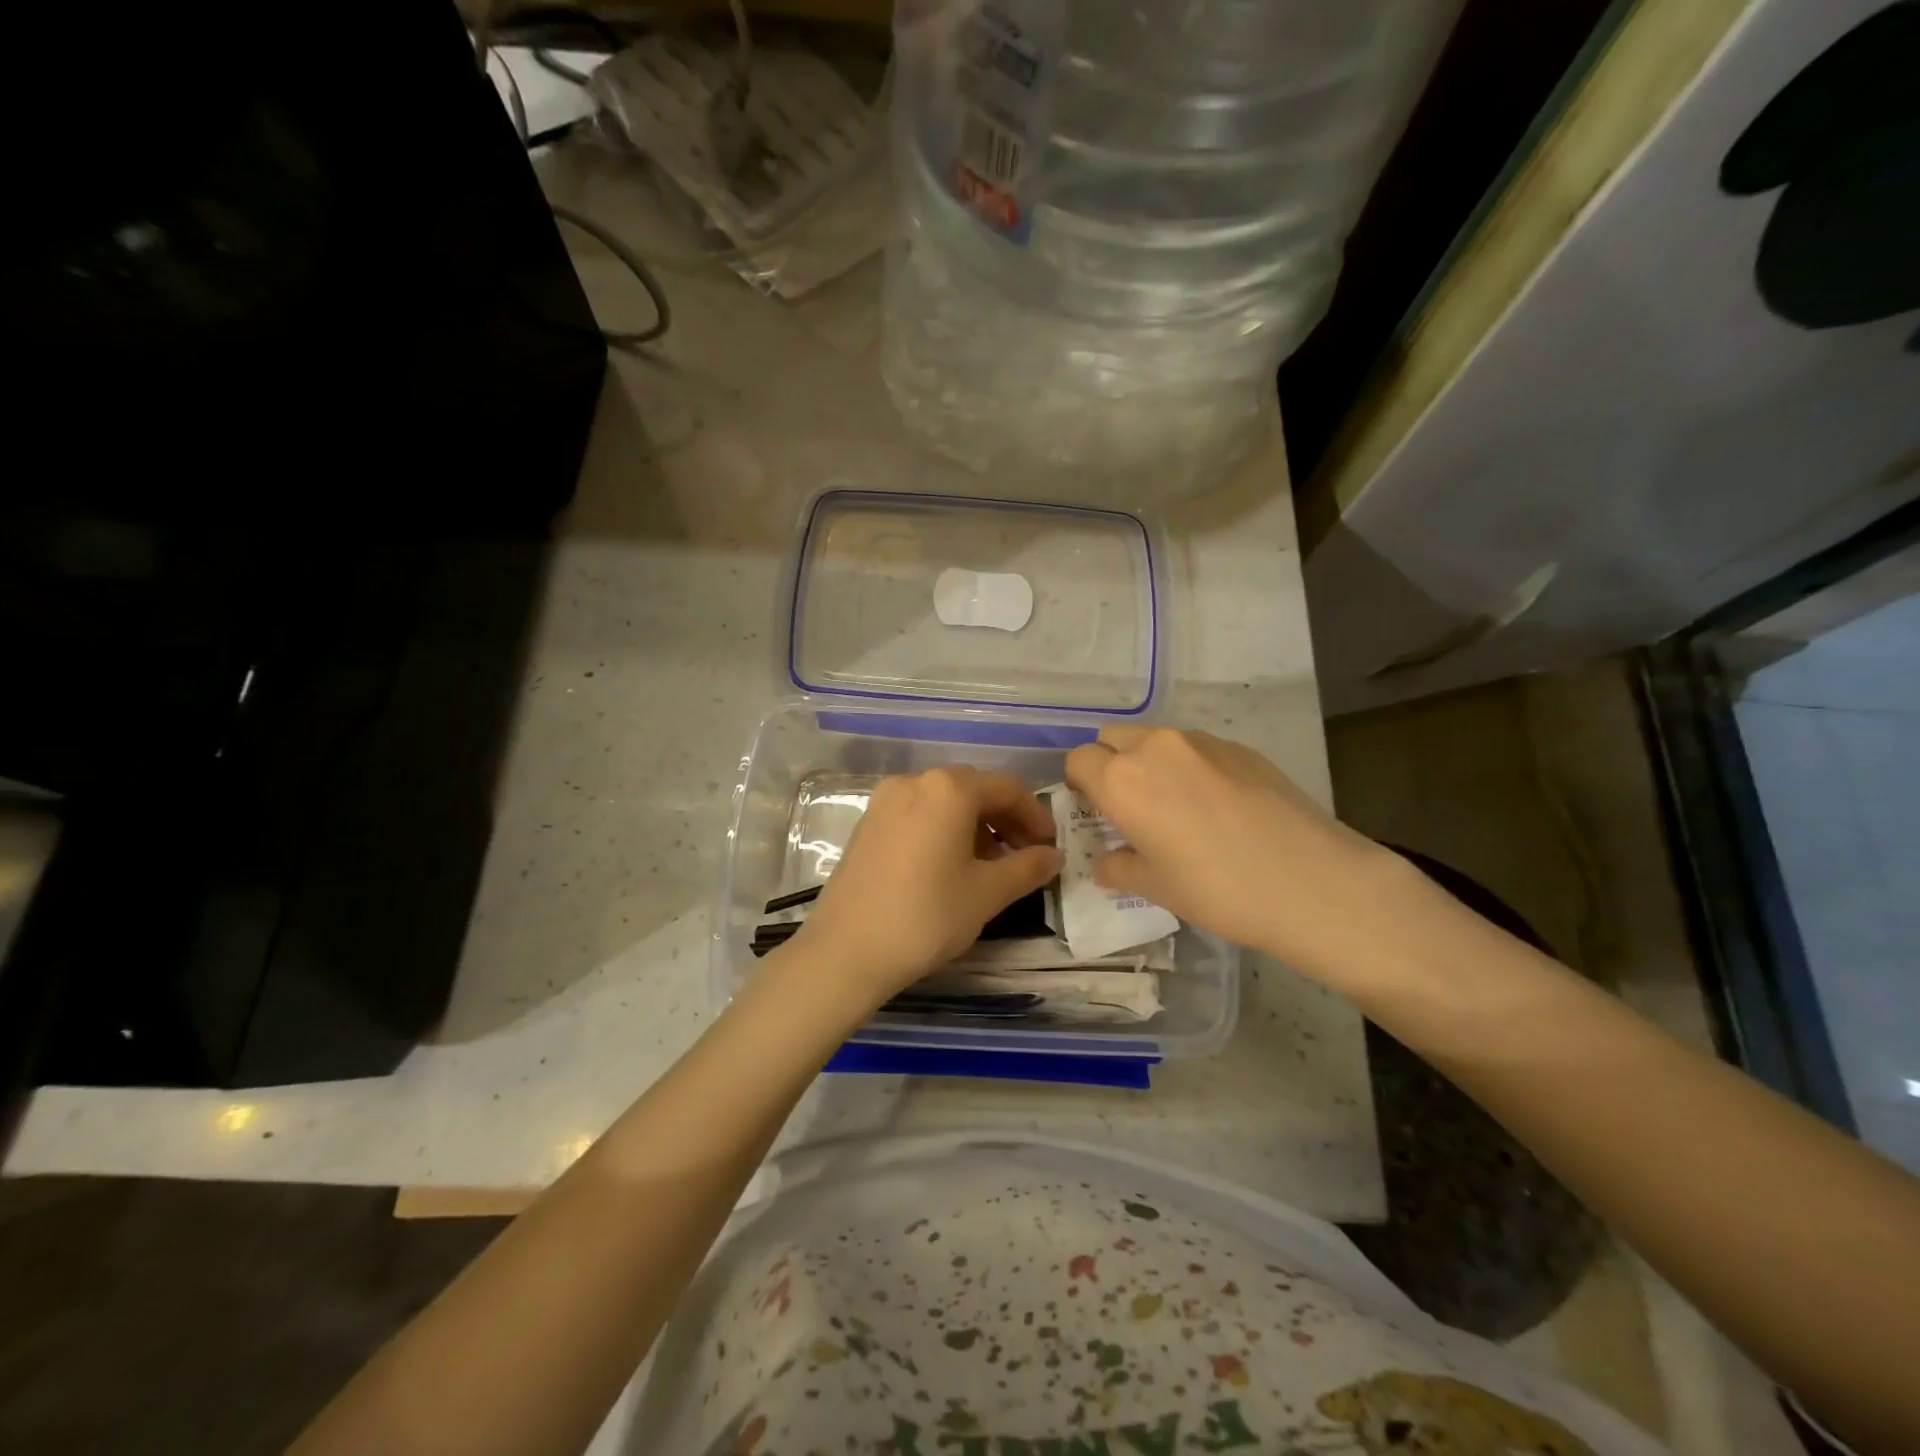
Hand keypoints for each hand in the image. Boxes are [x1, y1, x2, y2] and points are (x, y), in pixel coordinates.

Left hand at [787, 766, 1062, 1009]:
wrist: (846, 951)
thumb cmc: (926, 916)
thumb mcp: (987, 893)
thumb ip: (1027, 868)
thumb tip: (1053, 856)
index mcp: (948, 788)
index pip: (1006, 788)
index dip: (1035, 816)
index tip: (1049, 847)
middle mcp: (914, 782)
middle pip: (973, 790)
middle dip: (1005, 820)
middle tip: (1025, 856)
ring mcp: (885, 801)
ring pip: (944, 803)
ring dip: (975, 827)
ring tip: (990, 867)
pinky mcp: (867, 824)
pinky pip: (918, 815)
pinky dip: (943, 831)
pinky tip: (951, 867)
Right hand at [1065, 727, 1427, 993]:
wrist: (1311, 881)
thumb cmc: (1217, 889)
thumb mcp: (1155, 887)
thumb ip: (1118, 868)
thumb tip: (1107, 862)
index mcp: (1122, 781)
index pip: (1079, 760)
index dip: (1080, 784)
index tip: (1096, 811)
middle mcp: (1155, 748)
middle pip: (1113, 738)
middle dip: (1111, 764)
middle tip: (1130, 806)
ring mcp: (1201, 742)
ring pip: (1156, 739)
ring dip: (1151, 763)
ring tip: (1177, 806)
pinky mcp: (1240, 747)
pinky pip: (1196, 748)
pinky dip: (1190, 766)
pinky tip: (1218, 806)